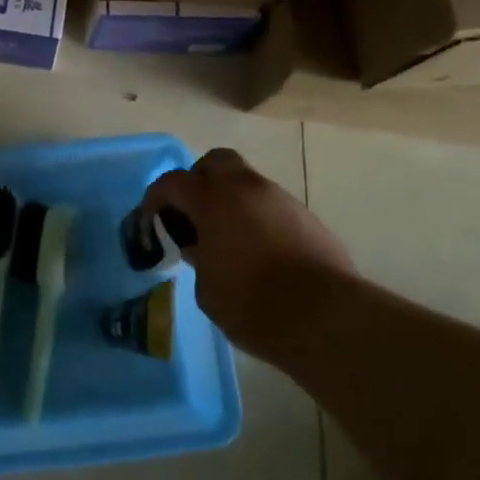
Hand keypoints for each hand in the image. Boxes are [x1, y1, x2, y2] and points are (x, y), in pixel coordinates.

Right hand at [142, 148, 355, 355]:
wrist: (327, 318)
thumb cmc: (253, 303)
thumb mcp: (207, 289)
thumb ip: (198, 258)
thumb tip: (202, 247)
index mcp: (213, 200)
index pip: (172, 182)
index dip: (156, 198)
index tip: (152, 219)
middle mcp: (246, 188)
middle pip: (215, 162)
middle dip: (199, 180)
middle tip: (193, 212)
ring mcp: (281, 199)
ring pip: (248, 182)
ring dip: (232, 200)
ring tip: (228, 237)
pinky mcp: (307, 218)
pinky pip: (271, 206)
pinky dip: (258, 217)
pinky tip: (260, 251)